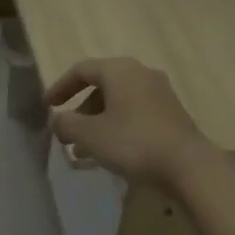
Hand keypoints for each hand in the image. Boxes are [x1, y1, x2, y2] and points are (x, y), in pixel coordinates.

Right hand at [45, 58, 213, 188]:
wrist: (187, 165)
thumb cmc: (132, 143)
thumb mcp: (89, 134)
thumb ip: (65, 123)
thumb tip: (59, 120)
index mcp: (120, 70)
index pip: (81, 70)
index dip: (60, 87)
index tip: (47, 106)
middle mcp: (141, 74)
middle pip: (101, 86)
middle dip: (80, 110)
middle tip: (67, 133)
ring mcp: (160, 93)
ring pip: (118, 102)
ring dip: (97, 122)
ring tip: (84, 150)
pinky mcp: (171, 113)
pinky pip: (134, 113)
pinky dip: (116, 127)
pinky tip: (110, 152)